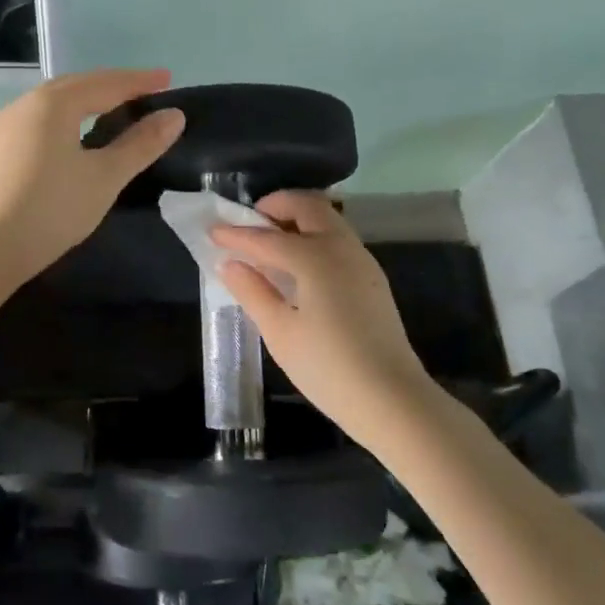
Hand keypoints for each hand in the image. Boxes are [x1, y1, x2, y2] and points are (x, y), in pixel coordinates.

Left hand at [0, 68, 185, 285]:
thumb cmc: (50, 211)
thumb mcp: (104, 179)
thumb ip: (140, 145)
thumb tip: (174, 116)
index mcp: (53, 104)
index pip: (105, 84)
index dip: (139, 81)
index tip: (167, 79)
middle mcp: (22, 105)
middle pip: (73, 87)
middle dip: (109, 87)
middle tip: (139, 93)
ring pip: (47, 105)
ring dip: (79, 103)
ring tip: (103, 113)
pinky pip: (29, 125)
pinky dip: (55, 123)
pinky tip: (59, 142)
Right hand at [211, 192, 432, 443]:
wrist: (392, 399)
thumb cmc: (328, 367)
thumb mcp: (280, 332)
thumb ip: (253, 291)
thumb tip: (230, 264)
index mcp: (314, 256)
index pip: (266, 237)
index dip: (236, 234)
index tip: (212, 231)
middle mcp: (341, 247)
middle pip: (307, 207)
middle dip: (275, 206)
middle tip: (249, 224)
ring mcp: (361, 260)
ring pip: (327, 220)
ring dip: (297, 219)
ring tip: (270, 243)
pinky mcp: (371, 277)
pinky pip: (338, 239)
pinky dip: (313, 236)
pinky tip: (297, 266)